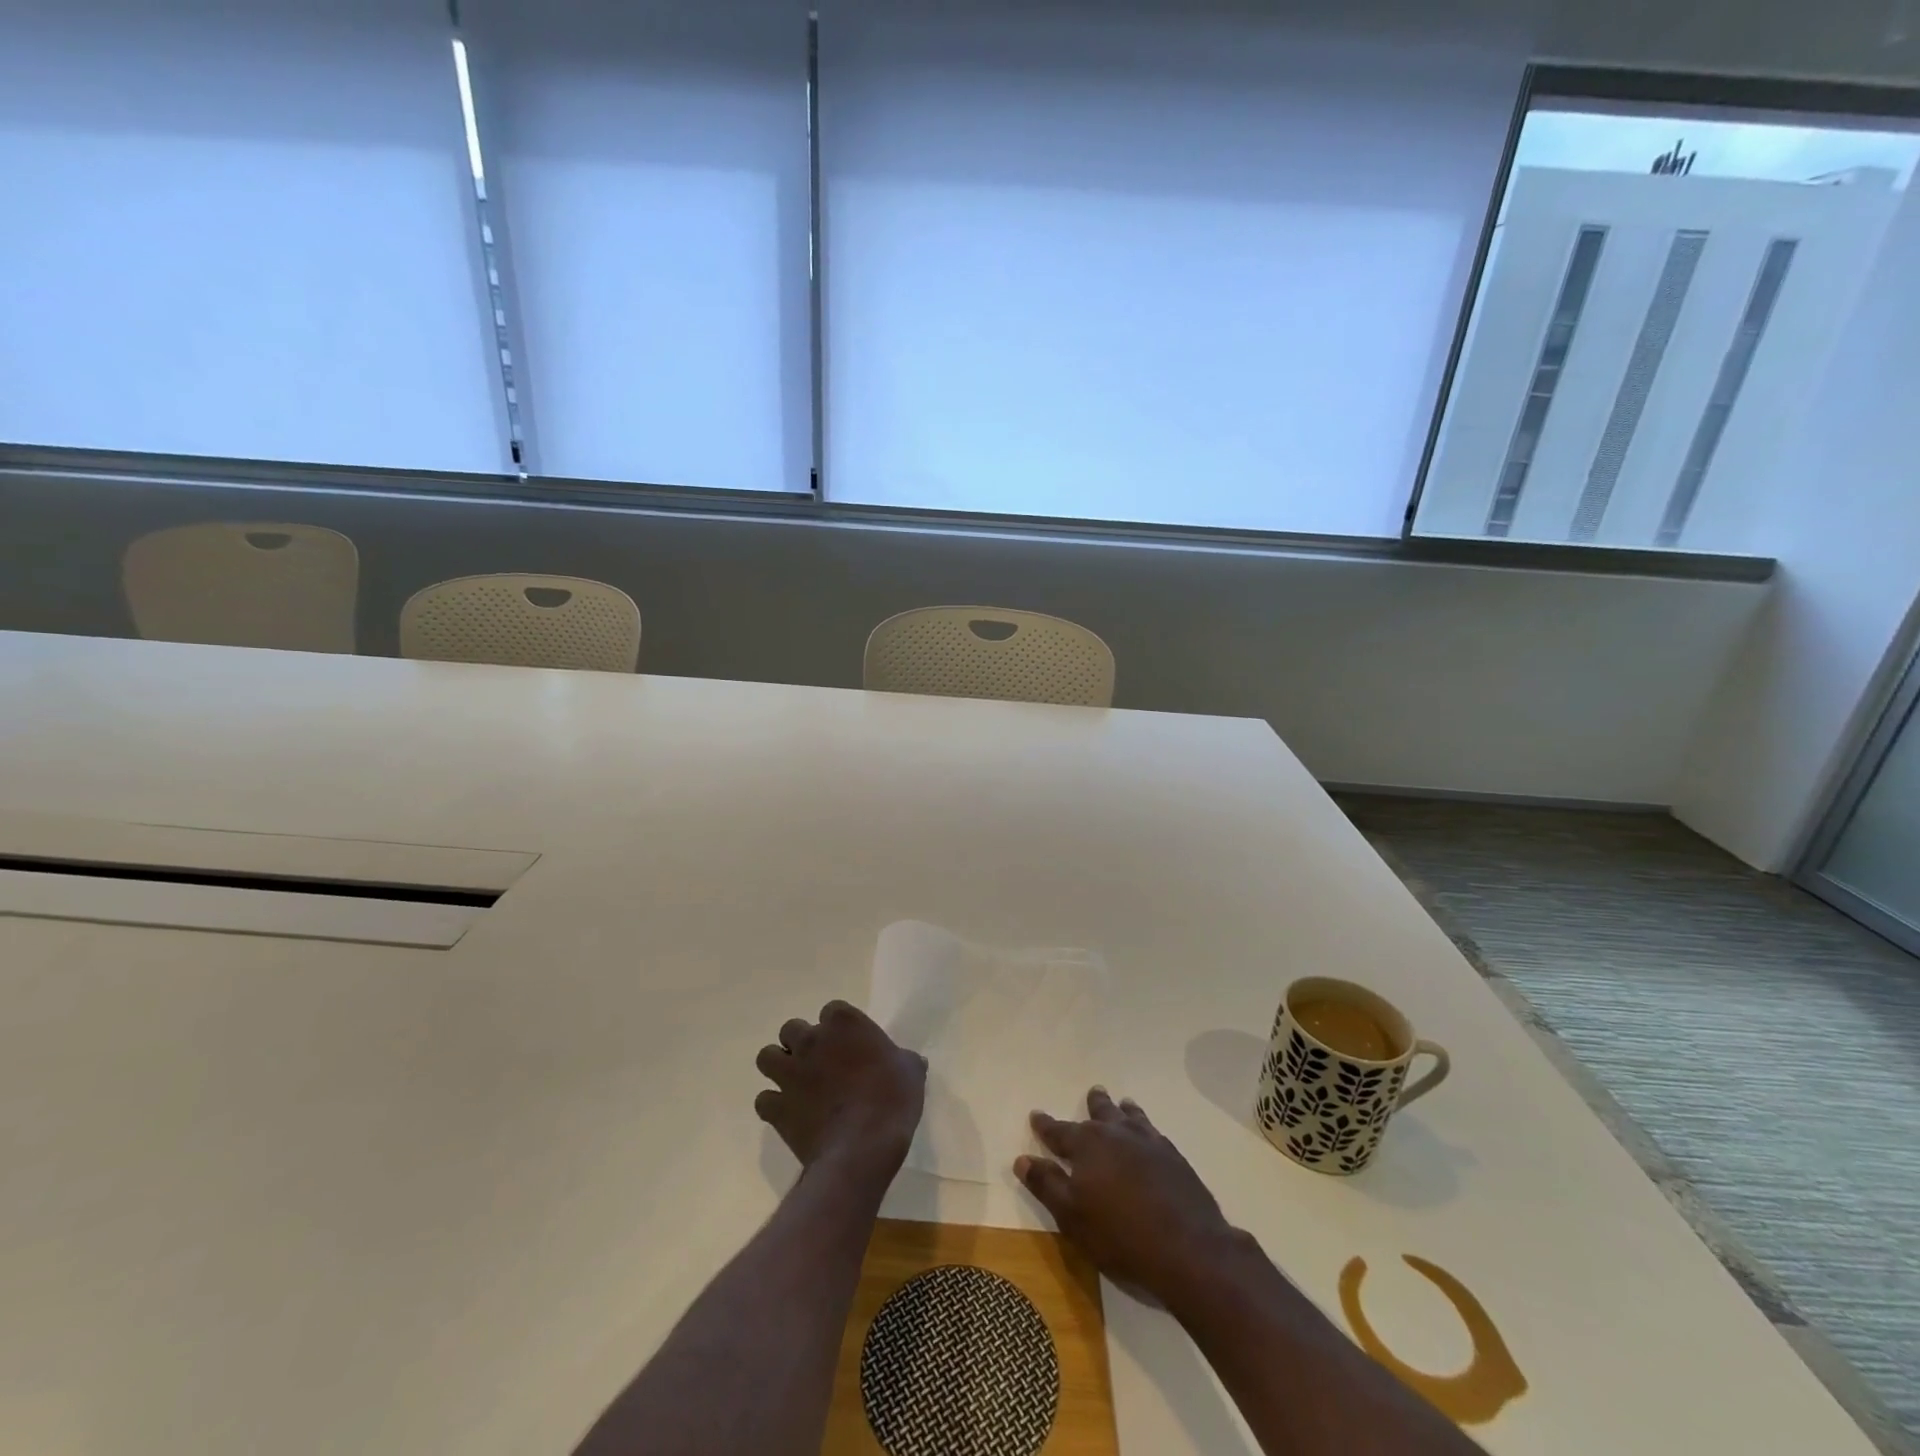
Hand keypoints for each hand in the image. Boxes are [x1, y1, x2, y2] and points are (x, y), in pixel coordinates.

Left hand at [755, 1001, 926, 1182]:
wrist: (863, 1146)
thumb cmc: (892, 1099)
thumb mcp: (911, 1072)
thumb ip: (904, 1060)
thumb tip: (908, 1062)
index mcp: (844, 1023)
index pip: (832, 1010)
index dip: (838, 1027)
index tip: (849, 1044)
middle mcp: (811, 1040)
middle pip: (792, 1029)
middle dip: (801, 1042)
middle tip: (819, 1063)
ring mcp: (789, 1073)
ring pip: (767, 1057)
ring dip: (779, 1066)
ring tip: (796, 1083)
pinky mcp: (777, 1107)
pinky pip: (764, 1100)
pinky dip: (773, 1105)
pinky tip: (789, 1114)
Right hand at [1016, 1088, 1241, 1306]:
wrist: (1188, 1248)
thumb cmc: (1120, 1236)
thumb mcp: (1072, 1216)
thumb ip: (1047, 1184)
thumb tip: (1023, 1159)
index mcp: (1087, 1145)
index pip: (1059, 1131)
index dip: (1046, 1125)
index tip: (1036, 1115)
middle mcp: (1116, 1134)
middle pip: (1100, 1113)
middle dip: (1093, 1104)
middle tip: (1093, 1092)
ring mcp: (1148, 1142)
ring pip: (1131, 1117)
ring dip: (1123, 1110)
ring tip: (1123, 1104)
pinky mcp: (1174, 1157)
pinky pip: (1154, 1132)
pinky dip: (1146, 1127)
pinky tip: (1150, 1135)